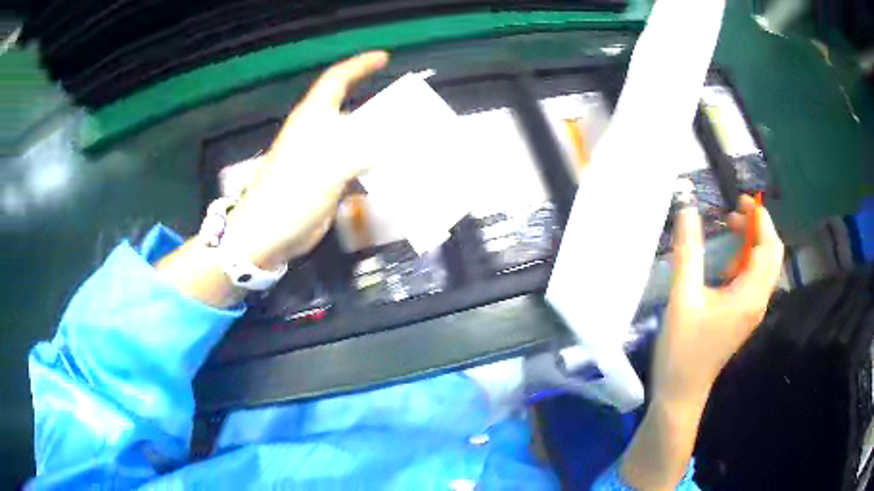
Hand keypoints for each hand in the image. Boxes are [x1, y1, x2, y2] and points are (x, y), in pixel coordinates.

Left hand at [222, 51, 389, 268]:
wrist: (267, 234)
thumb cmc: (290, 193)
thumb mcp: (328, 166)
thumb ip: (363, 149)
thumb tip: (395, 141)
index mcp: (312, 118)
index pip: (337, 79)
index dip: (360, 65)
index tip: (384, 58)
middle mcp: (317, 133)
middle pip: (352, 109)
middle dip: (379, 106)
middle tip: (410, 109)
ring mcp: (322, 159)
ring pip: (356, 139)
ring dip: (380, 139)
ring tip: (410, 140)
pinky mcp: (326, 181)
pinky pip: (356, 165)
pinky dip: (374, 165)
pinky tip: (392, 172)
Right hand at [653, 195, 783, 405]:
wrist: (682, 392)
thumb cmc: (683, 350)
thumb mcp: (682, 298)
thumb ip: (688, 253)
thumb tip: (688, 210)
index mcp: (749, 295)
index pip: (768, 247)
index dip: (760, 219)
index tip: (741, 199)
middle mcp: (758, 300)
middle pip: (771, 255)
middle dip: (758, 227)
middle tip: (734, 211)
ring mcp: (752, 310)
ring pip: (764, 266)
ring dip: (752, 242)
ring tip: (730, 227)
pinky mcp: (743, 316)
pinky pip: (754, 279)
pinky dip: (746, 259)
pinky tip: (726, 261)